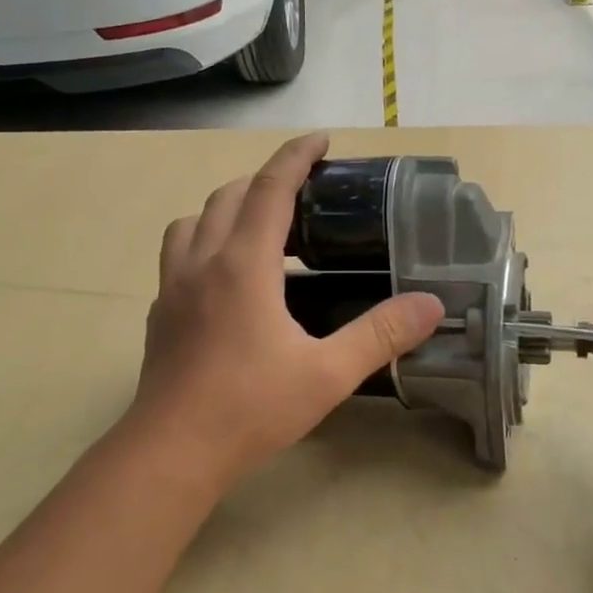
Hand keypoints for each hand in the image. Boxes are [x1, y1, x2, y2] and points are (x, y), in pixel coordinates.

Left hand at [126, 134, 443, 492]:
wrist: (173, 452)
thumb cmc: (251, 409)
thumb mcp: (327, 374)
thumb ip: (380, 334)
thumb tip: (432, 305)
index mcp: (243, 266)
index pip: (269, 189)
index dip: (295, 157)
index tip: (321, 140)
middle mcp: (202, 264)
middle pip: (227, 196)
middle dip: (263, 180)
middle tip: (301, 193)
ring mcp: (173, 289)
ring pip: (192, 222)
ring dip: (225, 209)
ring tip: (258, 229)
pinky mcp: (160, 315)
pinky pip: (179, 257)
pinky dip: (204, 245)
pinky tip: (226, 281)